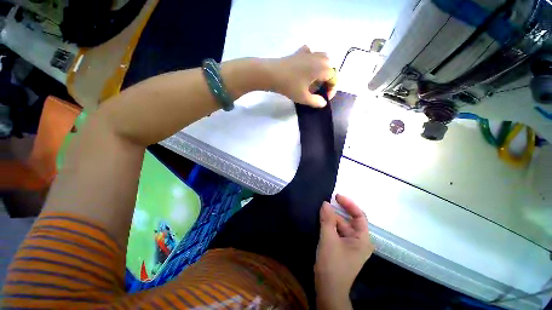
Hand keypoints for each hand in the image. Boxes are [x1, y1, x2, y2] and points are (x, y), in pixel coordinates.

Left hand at [267, 45, 336, 106]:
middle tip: (320, 89)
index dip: (332, 88)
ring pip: (322, 57)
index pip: (333, 77)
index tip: (324, 98)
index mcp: (321, 69)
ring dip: (323, 67)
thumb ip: (315, 101)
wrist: (272, 74)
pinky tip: (307, 66)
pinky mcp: (299, 52)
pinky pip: (310, 53)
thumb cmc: (289, 86)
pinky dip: (312, 59)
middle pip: (330, 66)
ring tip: (315, 79)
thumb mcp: (303, 97)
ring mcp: (308, 53)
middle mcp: (318, 58)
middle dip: (328, 78)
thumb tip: (323, 103)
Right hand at [315, 194, 373, 308]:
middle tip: (325, 203)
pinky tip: (321, 220)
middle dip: (337, 211)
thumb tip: (325, 203)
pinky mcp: (342, 247)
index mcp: (362, 239)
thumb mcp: (328, 239)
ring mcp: (350, 245)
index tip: (336, 196)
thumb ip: (327, 219)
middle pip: (349, 220)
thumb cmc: (332, 264)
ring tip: (320, 211)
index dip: (349, 204)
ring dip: (331, 218)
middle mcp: (359, 241)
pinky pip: (336, 231)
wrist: (328, 289)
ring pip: (341, 225)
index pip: (359, 215)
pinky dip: (329, 225)